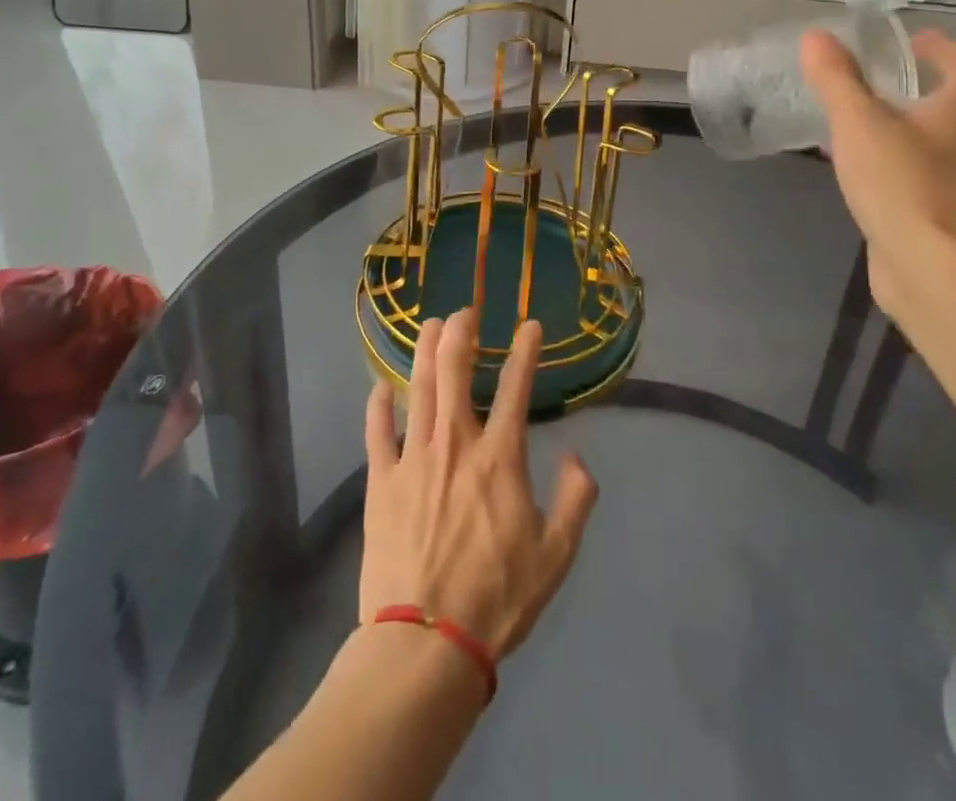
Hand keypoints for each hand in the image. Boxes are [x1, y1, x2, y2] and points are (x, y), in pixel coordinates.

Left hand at [360, 308, 598, 659]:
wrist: (426, 642)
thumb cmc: (497, 599)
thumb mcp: (556, 555)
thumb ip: (576, 500)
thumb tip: (578, 456)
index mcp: (499, 458)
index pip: (518, 387)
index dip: (526, 350)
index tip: (531, 325)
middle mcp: (455, 443)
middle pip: (454, 370)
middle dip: (460, 332)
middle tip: (464, 312)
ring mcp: (413, 458)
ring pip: (418, 388)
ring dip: (424, 351)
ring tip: (430, 325)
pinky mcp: (381, 481)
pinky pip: (377, 431)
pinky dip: (379, 405)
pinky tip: (380, 386)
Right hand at [801, 28, 955, 311]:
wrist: (933, 268)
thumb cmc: (903, 182)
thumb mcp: (859, 122)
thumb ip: (837, 79)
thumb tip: (816, 36)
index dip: (933, 45)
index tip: (904, 41)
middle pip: (953, 100)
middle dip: (917, 86)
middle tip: (874, 79)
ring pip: (938, 140)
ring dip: (906, 126)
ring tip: (861, 122)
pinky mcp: (949, 214)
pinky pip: (923, 173)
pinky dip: (898, 161)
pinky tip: (864, 171)